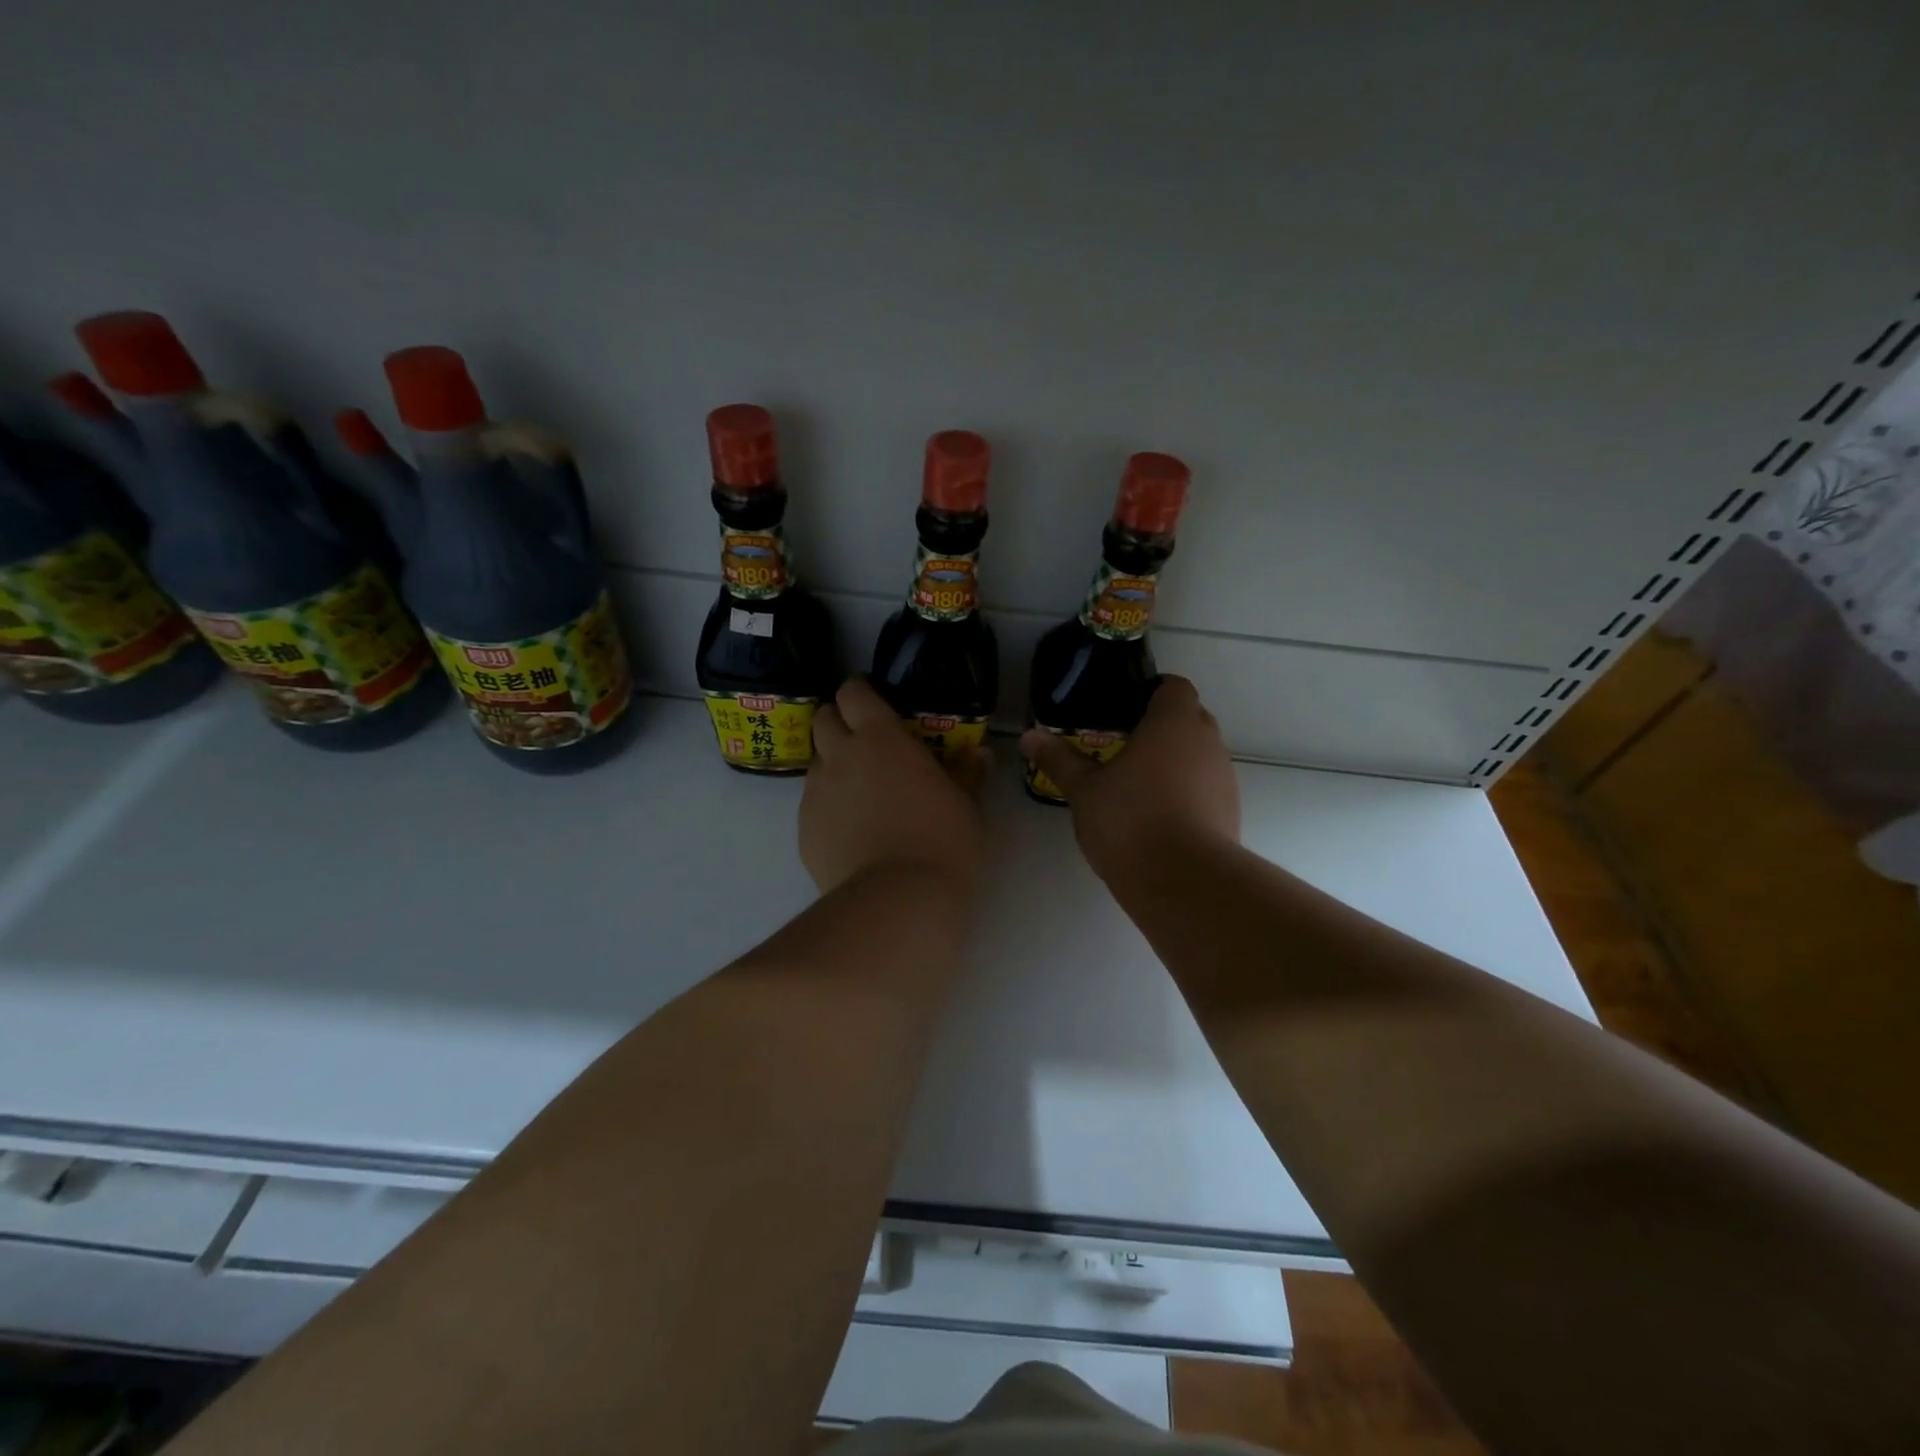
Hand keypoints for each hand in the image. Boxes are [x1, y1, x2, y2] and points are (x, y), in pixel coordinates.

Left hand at [801, 678, 989, 895]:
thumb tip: (979, 754)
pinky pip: (812, 805)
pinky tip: (851, 832)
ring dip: (833, 767)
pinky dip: (828, 808)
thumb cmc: (943, 842)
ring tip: (860, 794)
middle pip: (822, 719)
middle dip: (838, 723)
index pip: (853, 693)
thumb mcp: (967, 806)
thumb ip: (967, 774)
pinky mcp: (803, 831)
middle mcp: (839, 756)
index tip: (873, 702)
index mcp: (880, 738)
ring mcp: (816, 794)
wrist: (898, 900)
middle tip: (864, 744)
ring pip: (816, 764)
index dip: (860, 693)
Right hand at [1019, 676, 1239, 884]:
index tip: (1124, 710)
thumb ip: (1059, 759)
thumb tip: (1030, 736)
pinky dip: (1186, 793)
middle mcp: (1207, 742)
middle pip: (1189, 719)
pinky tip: (1158, 818)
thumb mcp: (1084, 790)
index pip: (1174, 687)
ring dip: (1175, 762)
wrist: (1184, 881)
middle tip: (1123, 747)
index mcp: (1174, 723)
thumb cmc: (1130, 820)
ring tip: (1138, 786)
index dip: (1151, 692)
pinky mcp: (1230, 812)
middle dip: (1160, 728)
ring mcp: (1224, 778)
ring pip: (1199, 756)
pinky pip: (1206, 788)